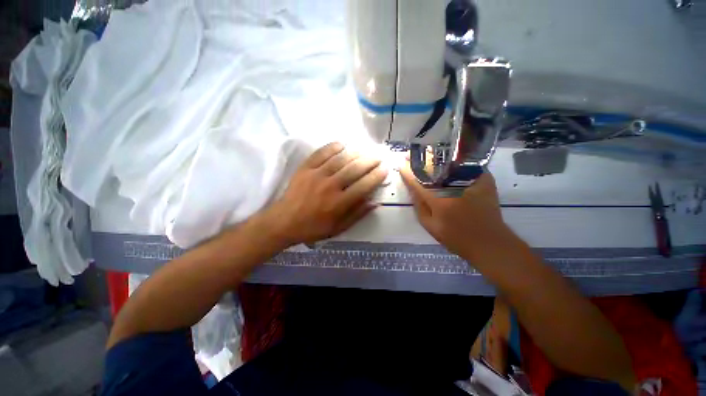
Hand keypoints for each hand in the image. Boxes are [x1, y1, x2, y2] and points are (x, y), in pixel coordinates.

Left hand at [263, 142, 387, 246]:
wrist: (284, 221)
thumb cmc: (313, 228)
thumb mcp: (338, 228)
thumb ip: (357, 215)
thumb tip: (374, 202)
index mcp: (339, 203)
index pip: (363, 186)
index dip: (376, 176)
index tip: (384, 169)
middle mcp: (330, 186)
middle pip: (354, 169)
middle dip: (370, 161)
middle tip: (378, 156)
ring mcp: (316, 175)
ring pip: (340, 159)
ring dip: (355, 153)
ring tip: (364, 150)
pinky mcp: (305, 168)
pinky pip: (321, 153)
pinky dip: (332, 147)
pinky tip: (341, 145)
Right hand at [399, 166, 512, 261]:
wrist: (489, 242)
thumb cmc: (456, 237)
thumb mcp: (430, 226)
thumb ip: (419, 206)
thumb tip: (412, 188)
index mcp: (439, 201)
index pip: (418, 182)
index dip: (408, 172)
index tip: (401, 165)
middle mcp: (453, 187)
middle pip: (433, 167)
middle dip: (418, 159)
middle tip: (409, 155)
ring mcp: (470, 181)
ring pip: (448, 162)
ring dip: (434, 156)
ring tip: (423, 153)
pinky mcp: (483, 178)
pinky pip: (465, 163)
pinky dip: (454, 160)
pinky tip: (446, 158)